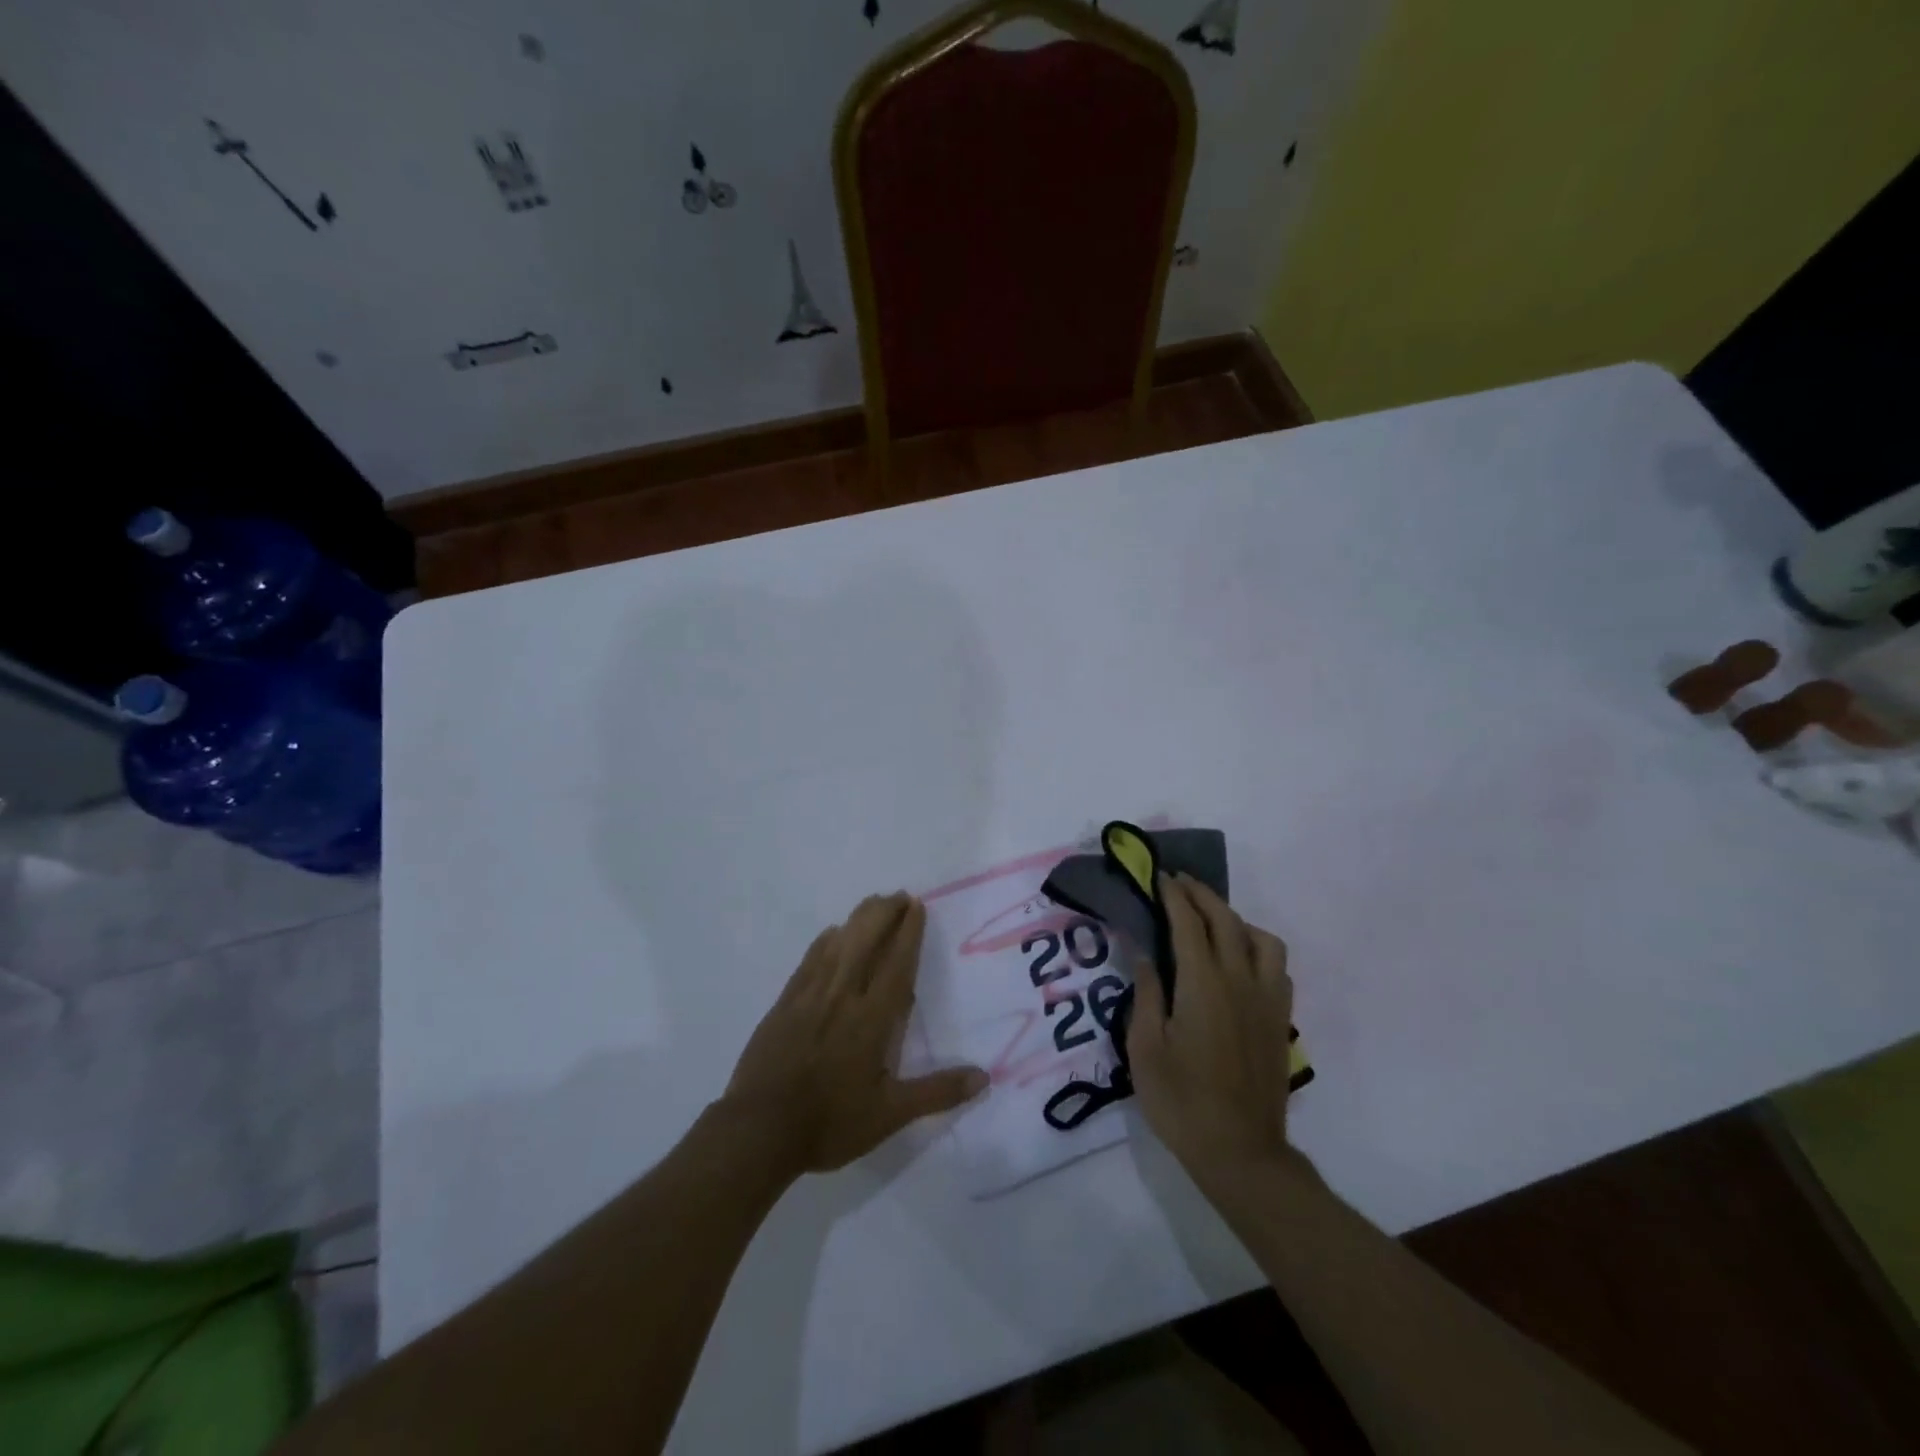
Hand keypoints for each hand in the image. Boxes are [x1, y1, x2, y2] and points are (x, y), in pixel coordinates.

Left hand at [724, 892, 986, 1175]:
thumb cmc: (830, 1122)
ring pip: (838, 944)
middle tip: (899, 895)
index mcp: (871, 1019)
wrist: (759, 1129)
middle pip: (866, 941)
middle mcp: (842, 996)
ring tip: (873, 903)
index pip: (896, 964)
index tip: (917, 905)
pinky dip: (824, 942)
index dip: (909, 933)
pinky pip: (809, 961)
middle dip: (884, 914)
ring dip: (858, 919)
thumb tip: (984, 1078)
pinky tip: (831, 934)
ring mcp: (809, 996)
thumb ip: (937, 1093)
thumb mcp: (890, 1115)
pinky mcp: (784, 1003)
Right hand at [1127, 874, 1294, 1180]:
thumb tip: (1144, 956)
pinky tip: (1241, 963)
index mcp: (1203, 985)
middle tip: (1179, 883)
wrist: (1241, 1152)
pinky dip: (1258, 949)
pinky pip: (1277, 968)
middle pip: (1226, 921)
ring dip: (1236, 919)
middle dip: (1202, 895)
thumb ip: (1146, 995)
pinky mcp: (1281, 1021)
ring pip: (1263, 940)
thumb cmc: (1181, 1101)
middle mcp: (1241, 982)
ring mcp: (1267, 1001)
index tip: (1160, 877)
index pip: (1189, 923)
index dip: (1173, 896)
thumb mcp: (1145, 1049)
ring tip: (1212, 922)